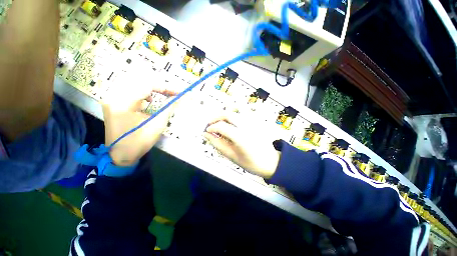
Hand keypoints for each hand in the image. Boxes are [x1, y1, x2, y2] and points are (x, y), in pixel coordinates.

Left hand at [102, 72, 179, 166]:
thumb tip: (178, 98)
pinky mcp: (113, 103)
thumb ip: (168, 108)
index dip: (165, 87)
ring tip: (162, 96)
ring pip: (134, 85)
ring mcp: (111, 100)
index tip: (178, 92)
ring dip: (151, 89)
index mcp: (123, 103)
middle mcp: (113, 97)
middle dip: (159, 87)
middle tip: (172, 93)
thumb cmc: (139, 142)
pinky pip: (129, 91)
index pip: (146, 86)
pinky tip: (148, 100)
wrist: (120, 156)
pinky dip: (142, 93)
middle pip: (140, 82)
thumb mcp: (157, 125)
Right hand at [203, 112, 280, 178]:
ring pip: (235, 111)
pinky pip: (242, 113)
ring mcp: (253, 122)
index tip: (206, 131)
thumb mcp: (231, 156)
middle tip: (210, 123)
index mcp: (241, 137)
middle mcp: (247, 126)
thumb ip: (217, 144)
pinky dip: (233, 115)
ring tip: (219, 123)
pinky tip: (230, 122)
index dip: (211, 127)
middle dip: (216, 117)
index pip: (221, 126)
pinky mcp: (256, 121)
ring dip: (224, 115)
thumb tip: (206, 135)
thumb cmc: (251, 162)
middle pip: (228, 114)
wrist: (270, 161)